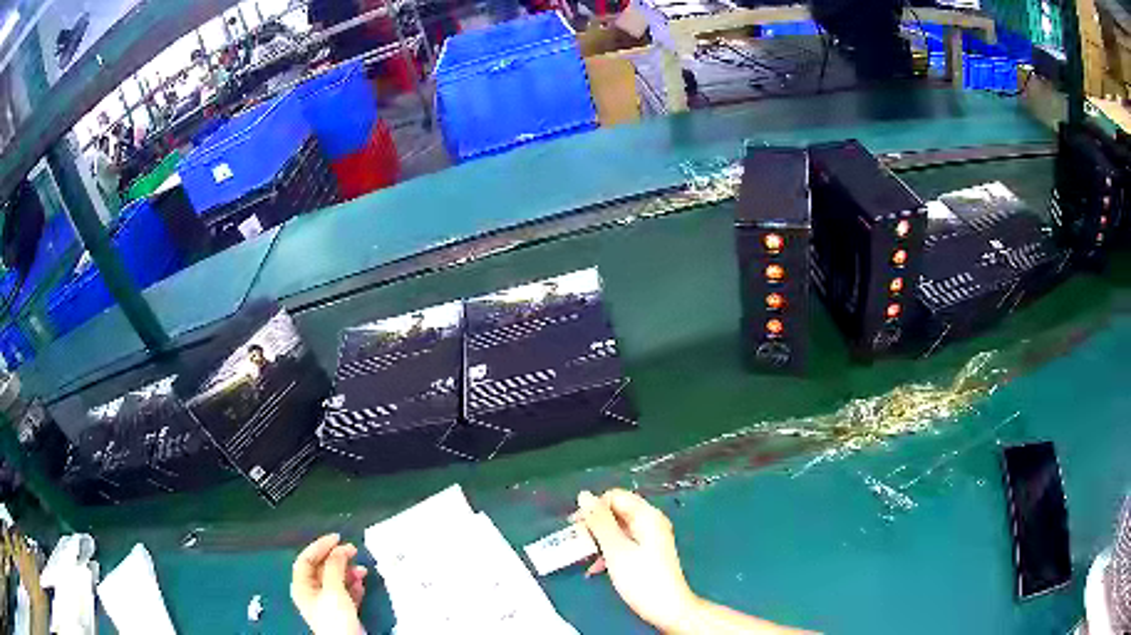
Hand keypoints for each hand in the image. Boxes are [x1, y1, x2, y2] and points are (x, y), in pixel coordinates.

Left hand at [291, 534, 368, 634]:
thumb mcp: (333, 589)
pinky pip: (345, 592)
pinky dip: (353, 586)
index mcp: (302, 586)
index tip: (337, 538)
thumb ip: (335, 567)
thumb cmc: (334, 616)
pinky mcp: (341, 611)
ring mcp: (326, 603)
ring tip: (362, 570)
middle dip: (338, 559)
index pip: (306, 559)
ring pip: (336, 580)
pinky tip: (362, 584)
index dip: (320, 546)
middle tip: (353, 550)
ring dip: (349, 572)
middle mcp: (311, 592)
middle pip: (322, 568)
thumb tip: (339, 548)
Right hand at [575, 489, 699, 632]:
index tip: (576, 526)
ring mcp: (650, 538)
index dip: (593, 507)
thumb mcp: (615, 549)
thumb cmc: (641, 578)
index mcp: (646, 516)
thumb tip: (584, 495)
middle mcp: (650, 522)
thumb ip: (599, 522)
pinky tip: (596, 568)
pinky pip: (623, 543)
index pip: (615, 496)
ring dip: (599, 540)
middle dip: (594, 524)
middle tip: (578, 541)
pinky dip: (608, 551)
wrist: (667, 608)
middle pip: (616, 511)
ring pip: (618, 529)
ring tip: (585, 556)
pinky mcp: (647, 553)